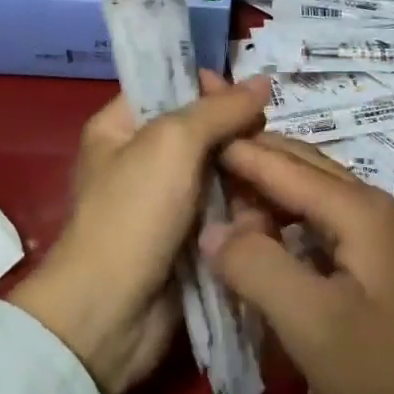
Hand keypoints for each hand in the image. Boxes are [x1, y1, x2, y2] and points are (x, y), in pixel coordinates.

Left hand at [10, 72, 270, 393]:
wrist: (112, 312)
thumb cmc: (133, 214)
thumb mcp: (173, 144)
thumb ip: (219, 110)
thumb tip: (263, 82)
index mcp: (119, 127)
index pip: (169, 86)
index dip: (209, 87)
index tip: (247, 101)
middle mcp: (140, 158)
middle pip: (200, 129)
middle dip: (237, 133)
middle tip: (272, 140)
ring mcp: (165, 201)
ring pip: (218, 171)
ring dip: (247, 172)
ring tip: (281, 174)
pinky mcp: (187, 237)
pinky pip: (223, 208)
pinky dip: (245, 206)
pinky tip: (274, 204)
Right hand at [206, 135, 393, 393]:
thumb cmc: (391, 380)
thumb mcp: (312, 325)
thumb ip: (257, 266)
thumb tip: (213, 229)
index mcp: (361, 210)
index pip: (284, 164)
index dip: (237, 150)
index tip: (191, 135)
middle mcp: (377, 210)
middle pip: (304, 168)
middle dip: (254, 157)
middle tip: (203, 157)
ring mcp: (388, 240)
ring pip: (317, 197)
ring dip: (272, 191)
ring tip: (226, 195)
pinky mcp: (389, 270)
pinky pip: (329, 227)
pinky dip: (292, 222)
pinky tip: (271, 239)